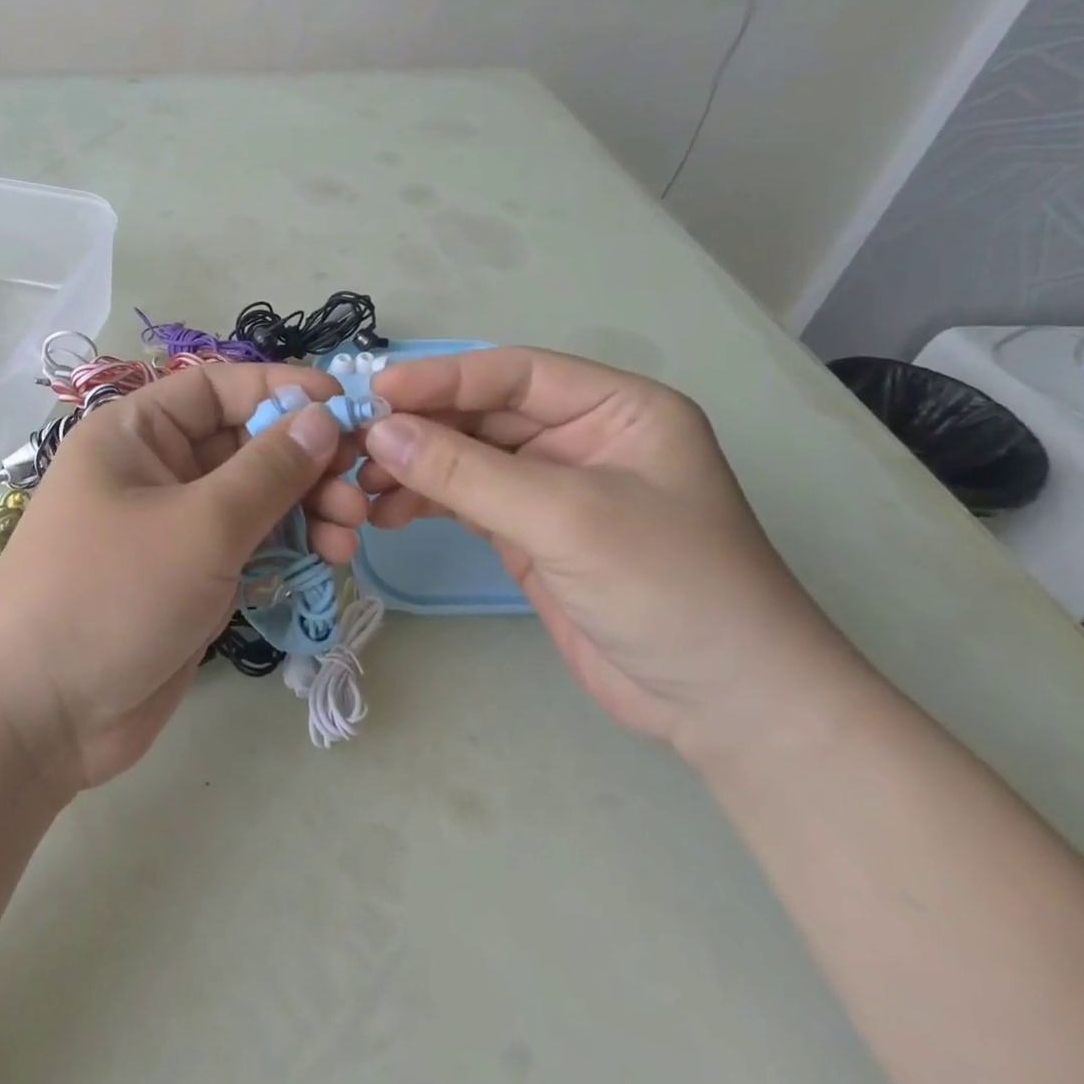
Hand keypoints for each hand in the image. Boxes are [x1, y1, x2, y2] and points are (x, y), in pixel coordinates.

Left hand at [0, 363, 372, 790]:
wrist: (39, 715)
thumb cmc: (111, 594)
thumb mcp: (199, 525)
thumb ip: (268, 470)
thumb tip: (324, 417)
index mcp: (138, 432)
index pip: (220, 388)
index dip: (284, 390)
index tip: (349, 409)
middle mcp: (156, 469)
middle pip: (246, 442)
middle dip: (306, 459)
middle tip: (360, 486)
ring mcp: (175, 524)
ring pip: (256, 496)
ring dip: (309, 505)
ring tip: (352, 529)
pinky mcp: (191, 575)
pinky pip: (251, 542)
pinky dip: (291, 545)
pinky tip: (331, 557)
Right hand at [359, 348, 860, 757]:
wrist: (728, 711)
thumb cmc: (670, 588)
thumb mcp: (565, 518)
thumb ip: (466, 472)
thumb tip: (379, 432)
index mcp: (614, 408)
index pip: (514, 373)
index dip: (442, 378)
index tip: (375, 394)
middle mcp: (581, 437)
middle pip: (483, 415)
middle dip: (420, 428)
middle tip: (355, 446)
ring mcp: (553, 488)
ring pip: (466, 458)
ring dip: (415, 467)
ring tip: (363, 487)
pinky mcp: (530, 533)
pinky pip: (465, 500)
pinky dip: (425, 503)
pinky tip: (387, 514)